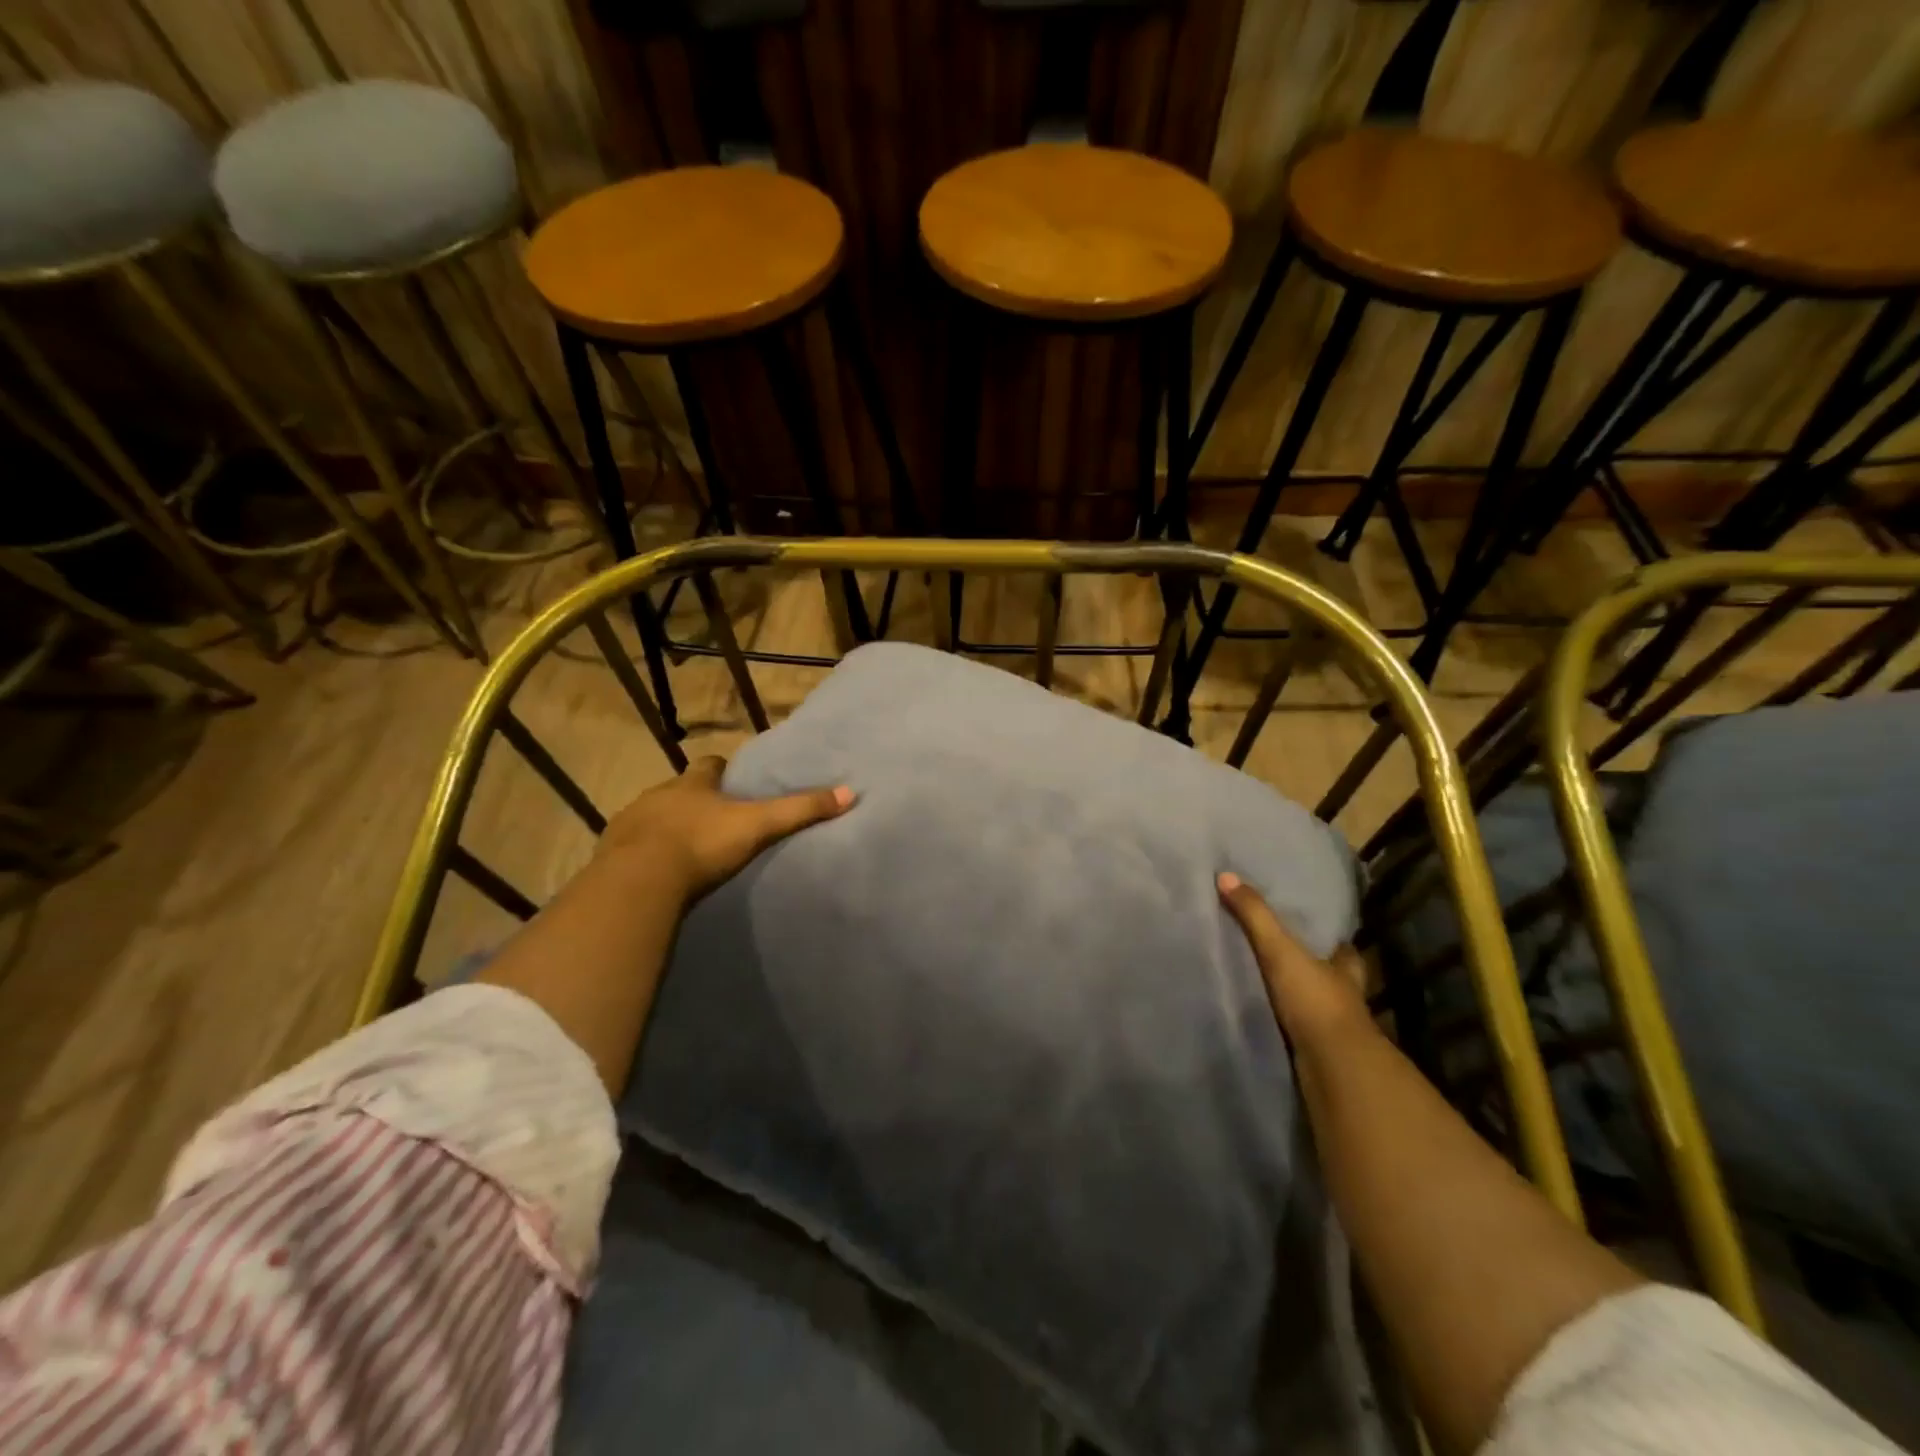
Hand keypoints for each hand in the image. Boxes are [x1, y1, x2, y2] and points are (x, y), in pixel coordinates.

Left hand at [600, 757, 854, 901]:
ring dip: (666, 825)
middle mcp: (658, 795)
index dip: (720, 771)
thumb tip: (849, 792)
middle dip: (692, 799)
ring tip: (684, 847)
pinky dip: (643, 852)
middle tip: (712, 817)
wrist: (640, 880)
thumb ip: (799, 811)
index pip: (708, 766)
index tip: (731, 780)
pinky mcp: (611, 852)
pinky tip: (655, 870)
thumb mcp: (758, 826)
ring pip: (652, 816)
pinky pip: (630, 846)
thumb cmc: (702, 844)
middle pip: (678, 789)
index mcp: (692, 785)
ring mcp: (630, 822)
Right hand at [1217, 872, 1370, 1047]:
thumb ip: (1254, 916)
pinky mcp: (1317, 1051)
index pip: (1341, 947)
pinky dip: (1283, 1023)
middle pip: (1328, 975)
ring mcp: (1333, 1026)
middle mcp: (1345, 995)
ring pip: (1314, 1003)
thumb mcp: (1280, 950)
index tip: (1310, 927)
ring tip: (1262, 982)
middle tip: (1281, 954)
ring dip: (1296, 996)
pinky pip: (1297, 1029)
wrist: (1332, 1067)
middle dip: (1311, 968)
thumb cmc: (1315, 1000)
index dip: (1329, 938)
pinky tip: (1263, 1016)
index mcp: (1344, 967)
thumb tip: (1225, 876)